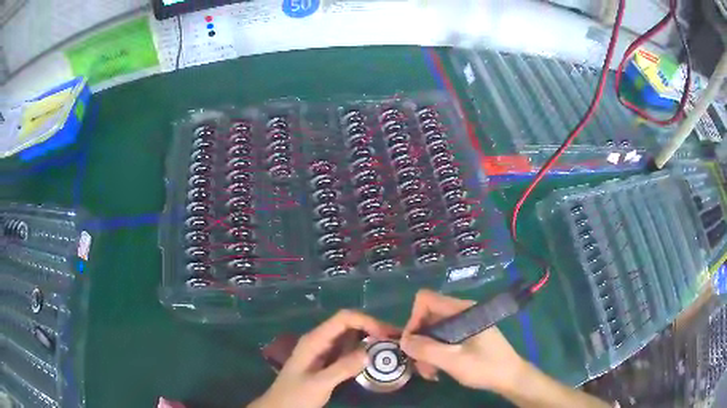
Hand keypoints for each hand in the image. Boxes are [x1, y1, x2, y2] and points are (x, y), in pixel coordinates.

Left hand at [249, 310, 398, 407]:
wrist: (280, 407)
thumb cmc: (295, 395)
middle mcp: (320, 340)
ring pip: (350, 337)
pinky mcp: (327, 362)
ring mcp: (323, 351)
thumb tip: (369, 352)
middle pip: (349, 324)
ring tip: (391, 347)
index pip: (344, 318)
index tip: (387, 335)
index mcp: (315, 340)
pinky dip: (363, 351)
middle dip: (373, 328)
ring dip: (370, 339)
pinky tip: (375, 358)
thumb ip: (342, 368)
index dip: (367, 321)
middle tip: (396, 340)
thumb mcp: (318, 384)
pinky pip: (348, 350)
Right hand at [400, 290, 525, 392]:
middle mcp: (461, 312)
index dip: (414, 319)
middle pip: (427, 317)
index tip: (413, 343)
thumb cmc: (485, 367)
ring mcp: (464, 324)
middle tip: (420, 365)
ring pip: (433, 331)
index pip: (425, 300)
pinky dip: (436, 353)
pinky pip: (442, 338)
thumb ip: (427, 350)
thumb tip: (403, 341)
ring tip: (430, 372)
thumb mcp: (453, 361)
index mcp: (461, 310)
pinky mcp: (466, 335)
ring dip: (426, 351)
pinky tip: (438, 370)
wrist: (510, 377)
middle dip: (419, 341)